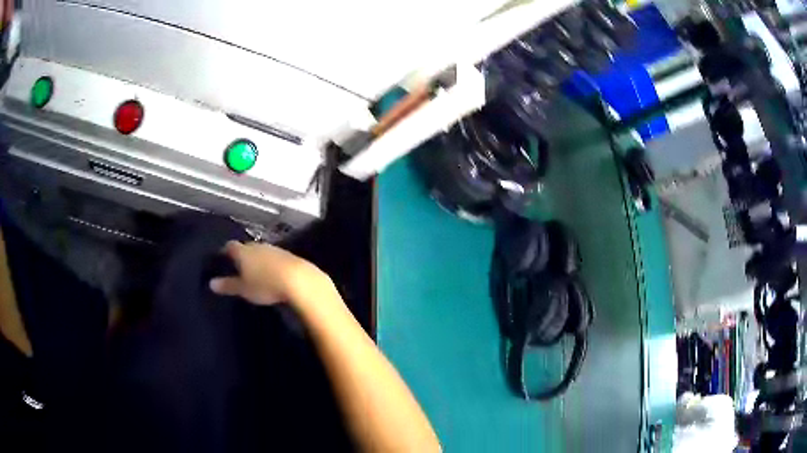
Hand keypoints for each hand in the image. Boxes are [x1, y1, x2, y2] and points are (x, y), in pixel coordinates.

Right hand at [209, 241, 327, 305]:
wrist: (299, 280)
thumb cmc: (265, 284)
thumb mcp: (244, 289)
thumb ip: (228, 285)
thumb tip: (211, 283)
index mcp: (243, 251)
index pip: (229, 246)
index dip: (225, 251)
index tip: (221, 258)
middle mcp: (257, 245)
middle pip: (246, 247)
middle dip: (242, 255)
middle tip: (238, 266)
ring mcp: (274, 249)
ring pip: (261, 251)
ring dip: (257, 258)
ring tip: (254, 270)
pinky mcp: (289, 256)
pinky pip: (274, 257)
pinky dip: (270, 263)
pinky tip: (272, 272)